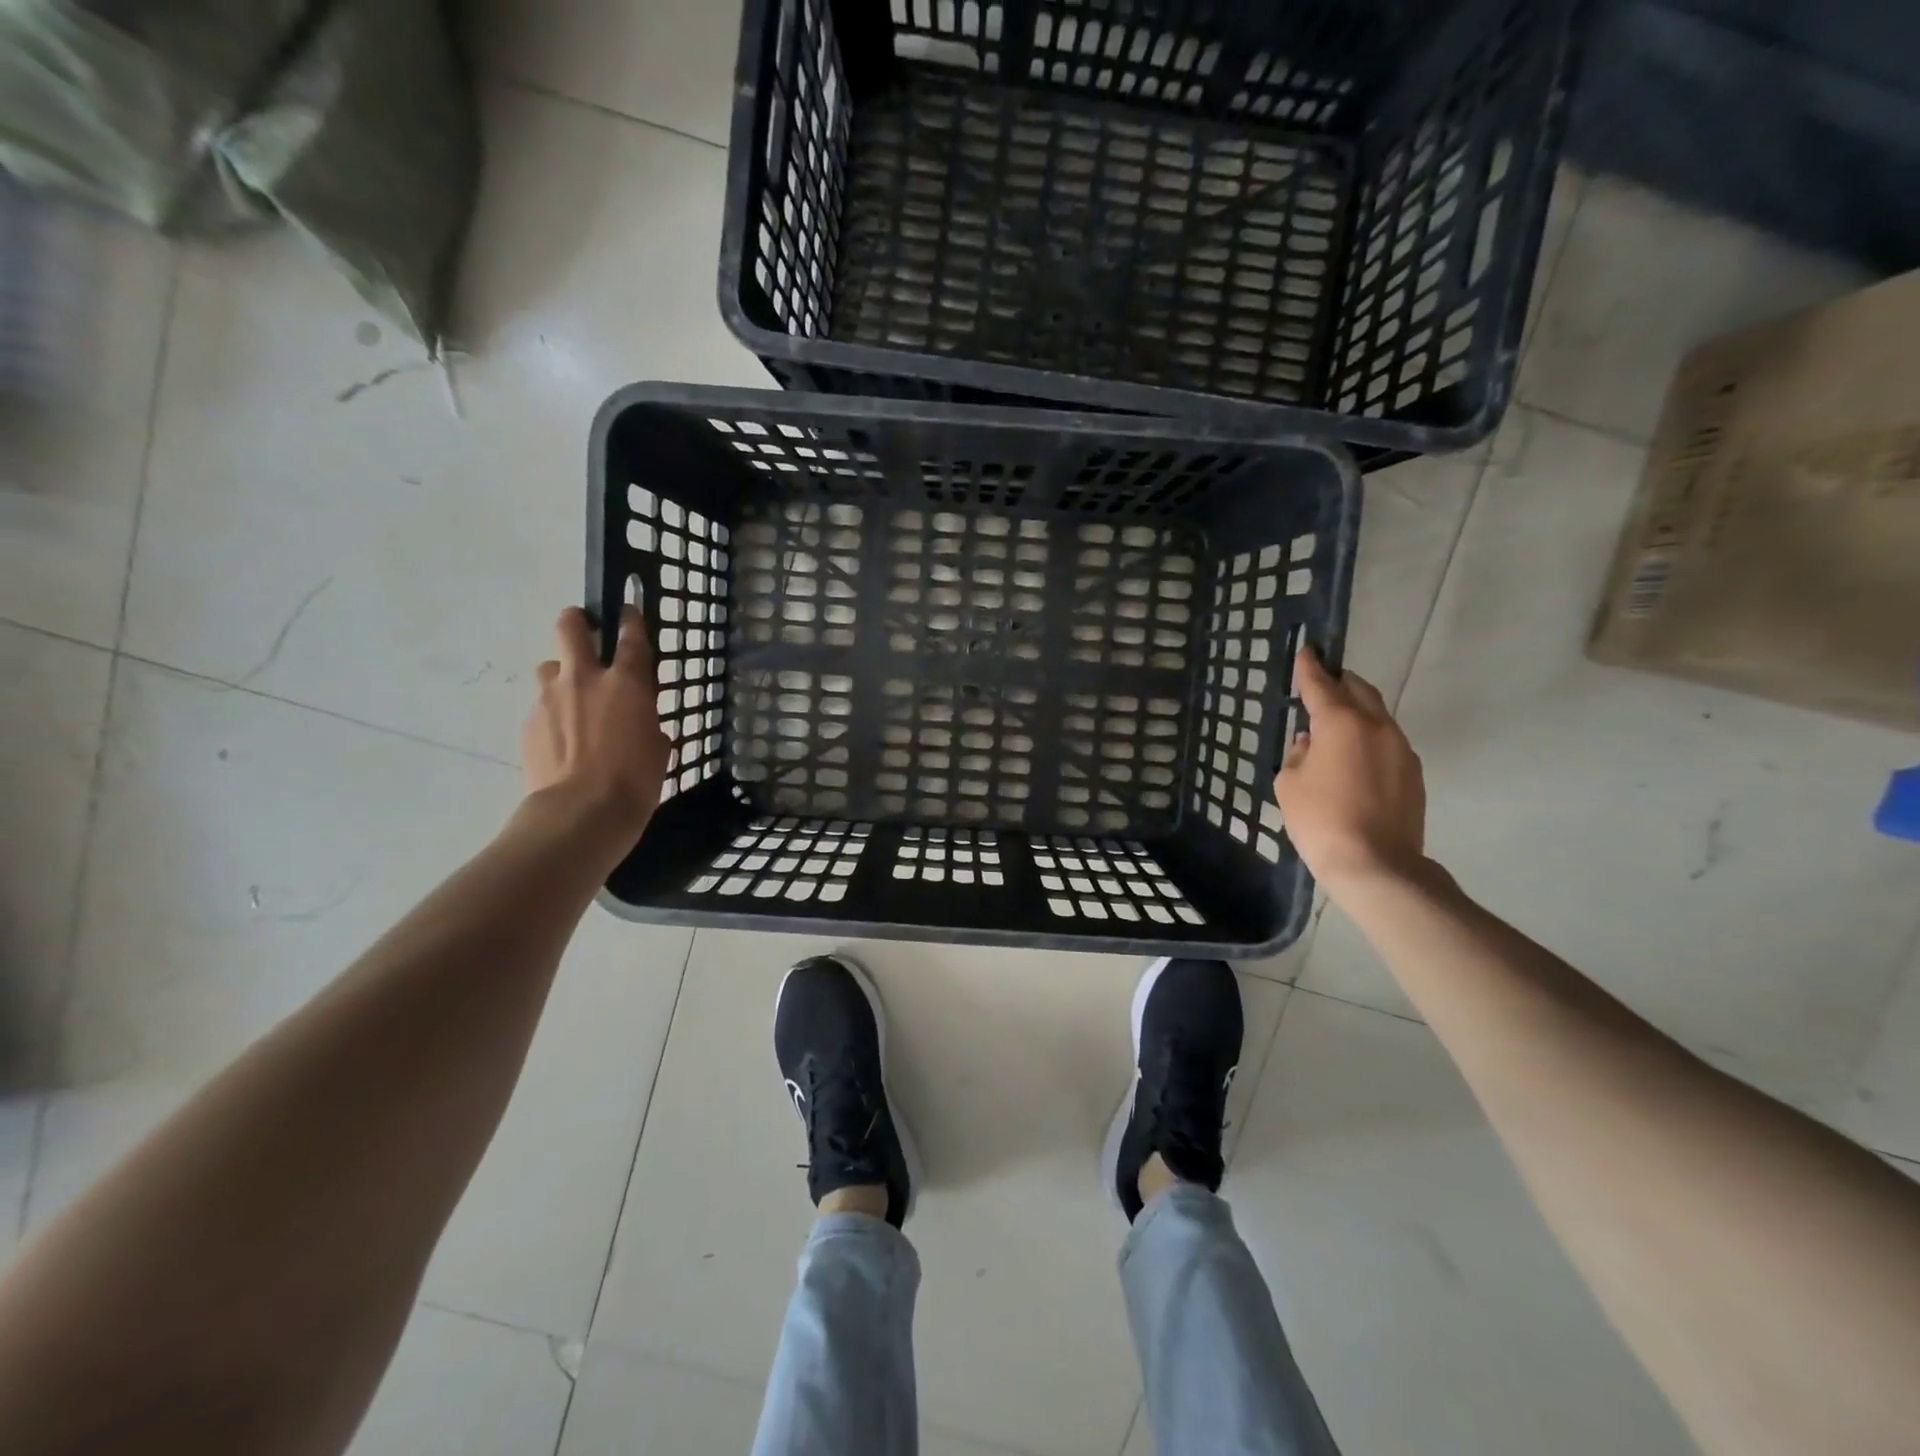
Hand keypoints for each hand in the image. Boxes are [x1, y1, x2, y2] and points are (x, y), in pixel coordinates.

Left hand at [521, 606, 669, 835]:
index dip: (630, 619)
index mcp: (627, 683)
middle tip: (583, 630)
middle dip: (577, 621)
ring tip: (570, 699)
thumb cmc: (636, 781)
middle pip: (571, 628)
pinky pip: (541, 707)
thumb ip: (648, 724)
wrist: (581, 813)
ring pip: (548, 667)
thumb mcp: (659, 748)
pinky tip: (561, 741)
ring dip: (560, 674)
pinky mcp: (528, 723)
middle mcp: (585, 679)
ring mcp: (550, 699)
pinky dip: (552, 715)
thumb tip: (641, 724)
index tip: (626, 610)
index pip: (630, 636)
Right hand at [1274, 647, 1426, 894]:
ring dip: (1356, 711)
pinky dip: (1368, 738)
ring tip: (1336, 724)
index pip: (1321, 684)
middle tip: (1322, 683)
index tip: (1306, 650)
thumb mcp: (1289, 784)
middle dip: (1340, 682)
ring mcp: (1401, 749)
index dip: (1309, 667)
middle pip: (1359, 690)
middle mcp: (1376, 726)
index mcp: (1341, 723)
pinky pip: (1387, 741)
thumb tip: (1310, 742)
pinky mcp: (1413, 772)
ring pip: (1377, 715)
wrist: (1376, 864)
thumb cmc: (1320, 820)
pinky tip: (1353, 757)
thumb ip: (1298, 754)